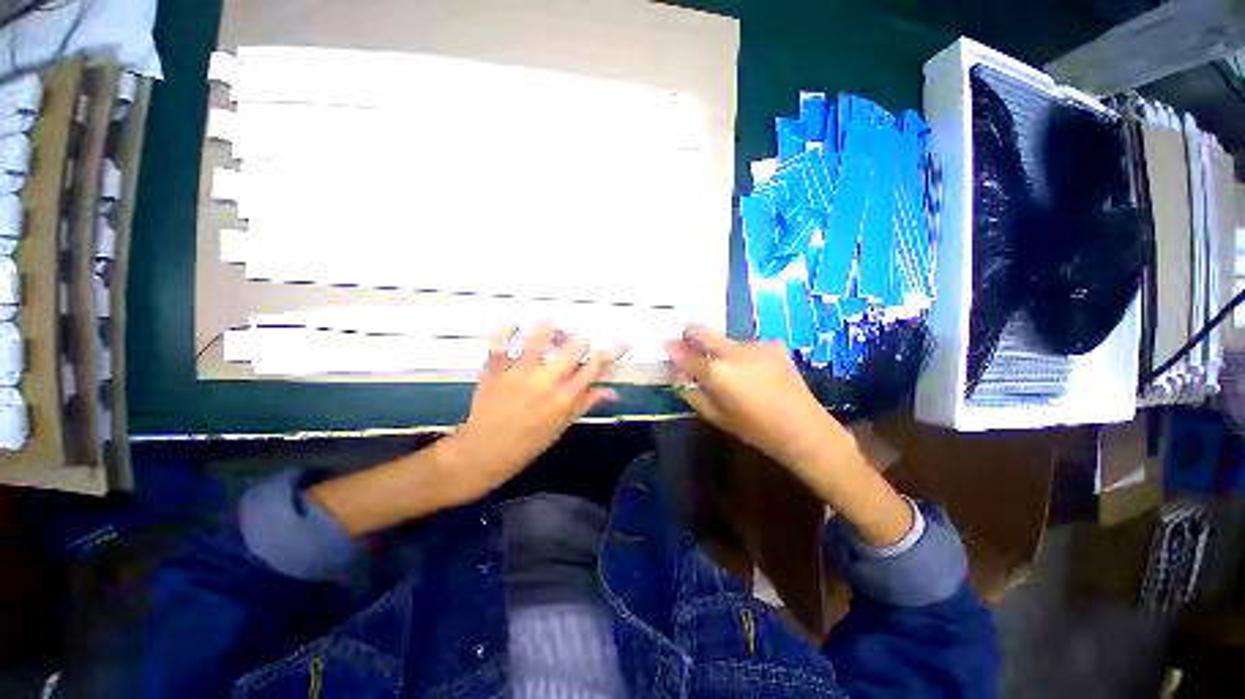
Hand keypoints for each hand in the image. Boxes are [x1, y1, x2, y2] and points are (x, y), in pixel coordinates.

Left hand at [441, 323, 622, 502]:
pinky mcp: (495, 370)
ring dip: (549, 328)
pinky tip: (514, 326)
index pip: (594, 367)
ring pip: (539, 338)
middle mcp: (547, 382)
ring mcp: (519, 374)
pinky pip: (499, 343)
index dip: (611, 351)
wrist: (484, 453)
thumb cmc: (528, 443)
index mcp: (565, 399)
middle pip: (573, 347)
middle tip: (576, 341)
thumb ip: (586, 403)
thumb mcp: (562, 426)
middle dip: (580, 340)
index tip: (621, 340)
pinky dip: (506, 330)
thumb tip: (613, 391)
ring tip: (551, 325)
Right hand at [663, 326, 849, 468]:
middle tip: (685, 341)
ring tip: (727, 369)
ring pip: (725, 340)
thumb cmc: (755, 429)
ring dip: (719, 349)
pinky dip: (740, 354)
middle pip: (704, 332)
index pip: (687, 354)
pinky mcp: (773, 344)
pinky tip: (751, 371)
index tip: (666, 344)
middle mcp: (735, 352)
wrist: (804, 428)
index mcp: (719, 373)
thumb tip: (677, 371)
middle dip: (690, 334)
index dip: (673, 348)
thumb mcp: (715, 416)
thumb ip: (691, 390)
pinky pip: (745, 345)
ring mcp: (756, 344)